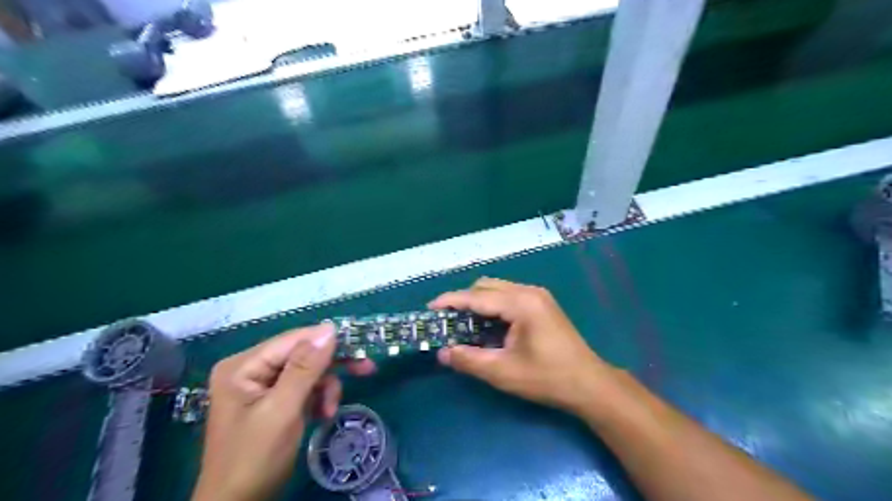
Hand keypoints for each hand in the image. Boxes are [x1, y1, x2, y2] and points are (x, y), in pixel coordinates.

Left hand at [194, 323, 373, 497]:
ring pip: (308, 372)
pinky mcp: (274, 401)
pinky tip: (323, 415)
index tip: (359, 346)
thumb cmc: (254, 459)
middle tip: (366, 368)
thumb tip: (329, 329)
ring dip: (325, 389)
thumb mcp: (283, 410)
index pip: (293, 341)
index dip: (326, 341)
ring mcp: (262, 386)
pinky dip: (318, 399)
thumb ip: (305, 368)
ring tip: (330, 411)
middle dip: (331, 368)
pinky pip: (305, 388)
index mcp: (243, 366)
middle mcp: (251, 369)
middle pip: (302, 355)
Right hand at [431, 278, 613, 413]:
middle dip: (464, 300)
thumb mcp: (503, 372)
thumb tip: (442, 352)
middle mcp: (529, 291)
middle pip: (486, 286)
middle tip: (448, 321)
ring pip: (497, 289)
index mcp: (521, 303)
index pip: (477, 296)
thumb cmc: (547, 378)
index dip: (450, 301)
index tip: (429, 308)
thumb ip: (469, 359)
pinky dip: (493, 307)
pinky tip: (488, 326)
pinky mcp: (542, 304)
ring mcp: (538, 296)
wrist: (589, 384)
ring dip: (478, 303)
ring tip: (464, 324)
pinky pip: (509, 296)